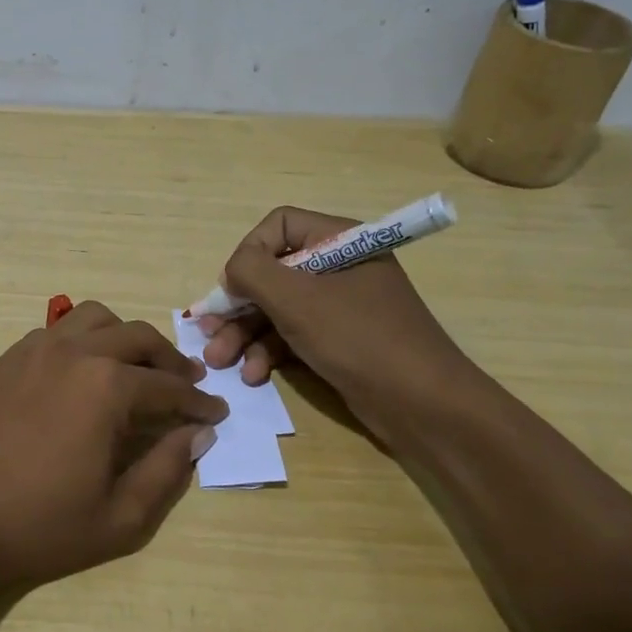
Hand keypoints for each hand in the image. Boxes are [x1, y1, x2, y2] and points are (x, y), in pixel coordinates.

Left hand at [0, 302, 227, 588]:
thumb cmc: (42, 524)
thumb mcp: (121, 516)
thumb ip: (167, 469)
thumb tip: (197, 434)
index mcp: (108, 387)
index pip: (168, 386)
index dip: (198, 401)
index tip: (216, 412)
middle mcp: (75, 353)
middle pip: (137, 337)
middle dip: (169, 359)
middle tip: (185, 382)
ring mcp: (35, 349)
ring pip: (94, 318)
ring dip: (124, 336)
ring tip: (134, 366)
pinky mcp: (7, 358)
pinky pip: (56, 331)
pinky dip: (81, 340)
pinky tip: (82, 371)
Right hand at [198, 206, 478, 440]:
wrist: (424, 406)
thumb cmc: (359, 339)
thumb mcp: (297, 300)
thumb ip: (252, 271)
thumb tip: (232, 270)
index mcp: (339, 240)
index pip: (279, 225)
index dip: (249, 252)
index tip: (232, 287)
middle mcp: (338, 266)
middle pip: (272, 272)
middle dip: (237, 305)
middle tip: (207, 332)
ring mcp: (339, 306)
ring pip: (277, 308)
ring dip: (245, 334)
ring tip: (220, 361)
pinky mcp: (339, 340)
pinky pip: (293, 334)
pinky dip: (269, 351)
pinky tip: (253, 375)